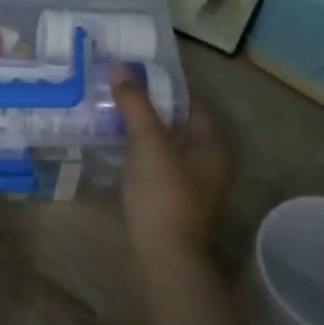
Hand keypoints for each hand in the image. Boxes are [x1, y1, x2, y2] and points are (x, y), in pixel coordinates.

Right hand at [111, 66, 232, 258]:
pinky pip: (156, 167)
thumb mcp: (148, 142)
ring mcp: (191, 186)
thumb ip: (135, 104)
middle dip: (149, 107)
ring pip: (165, 147)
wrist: (163, 257)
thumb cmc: (163, 194)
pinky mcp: (172, 203)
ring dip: (141, 132)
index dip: (165, 85)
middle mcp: (209, 163)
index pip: (191, 102)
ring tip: (110, 114)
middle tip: (118, 90)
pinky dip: (138, 155)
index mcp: (213, 144)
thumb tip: (120, 67)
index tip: (135, 71)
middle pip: (177, 124)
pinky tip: (114, 149)